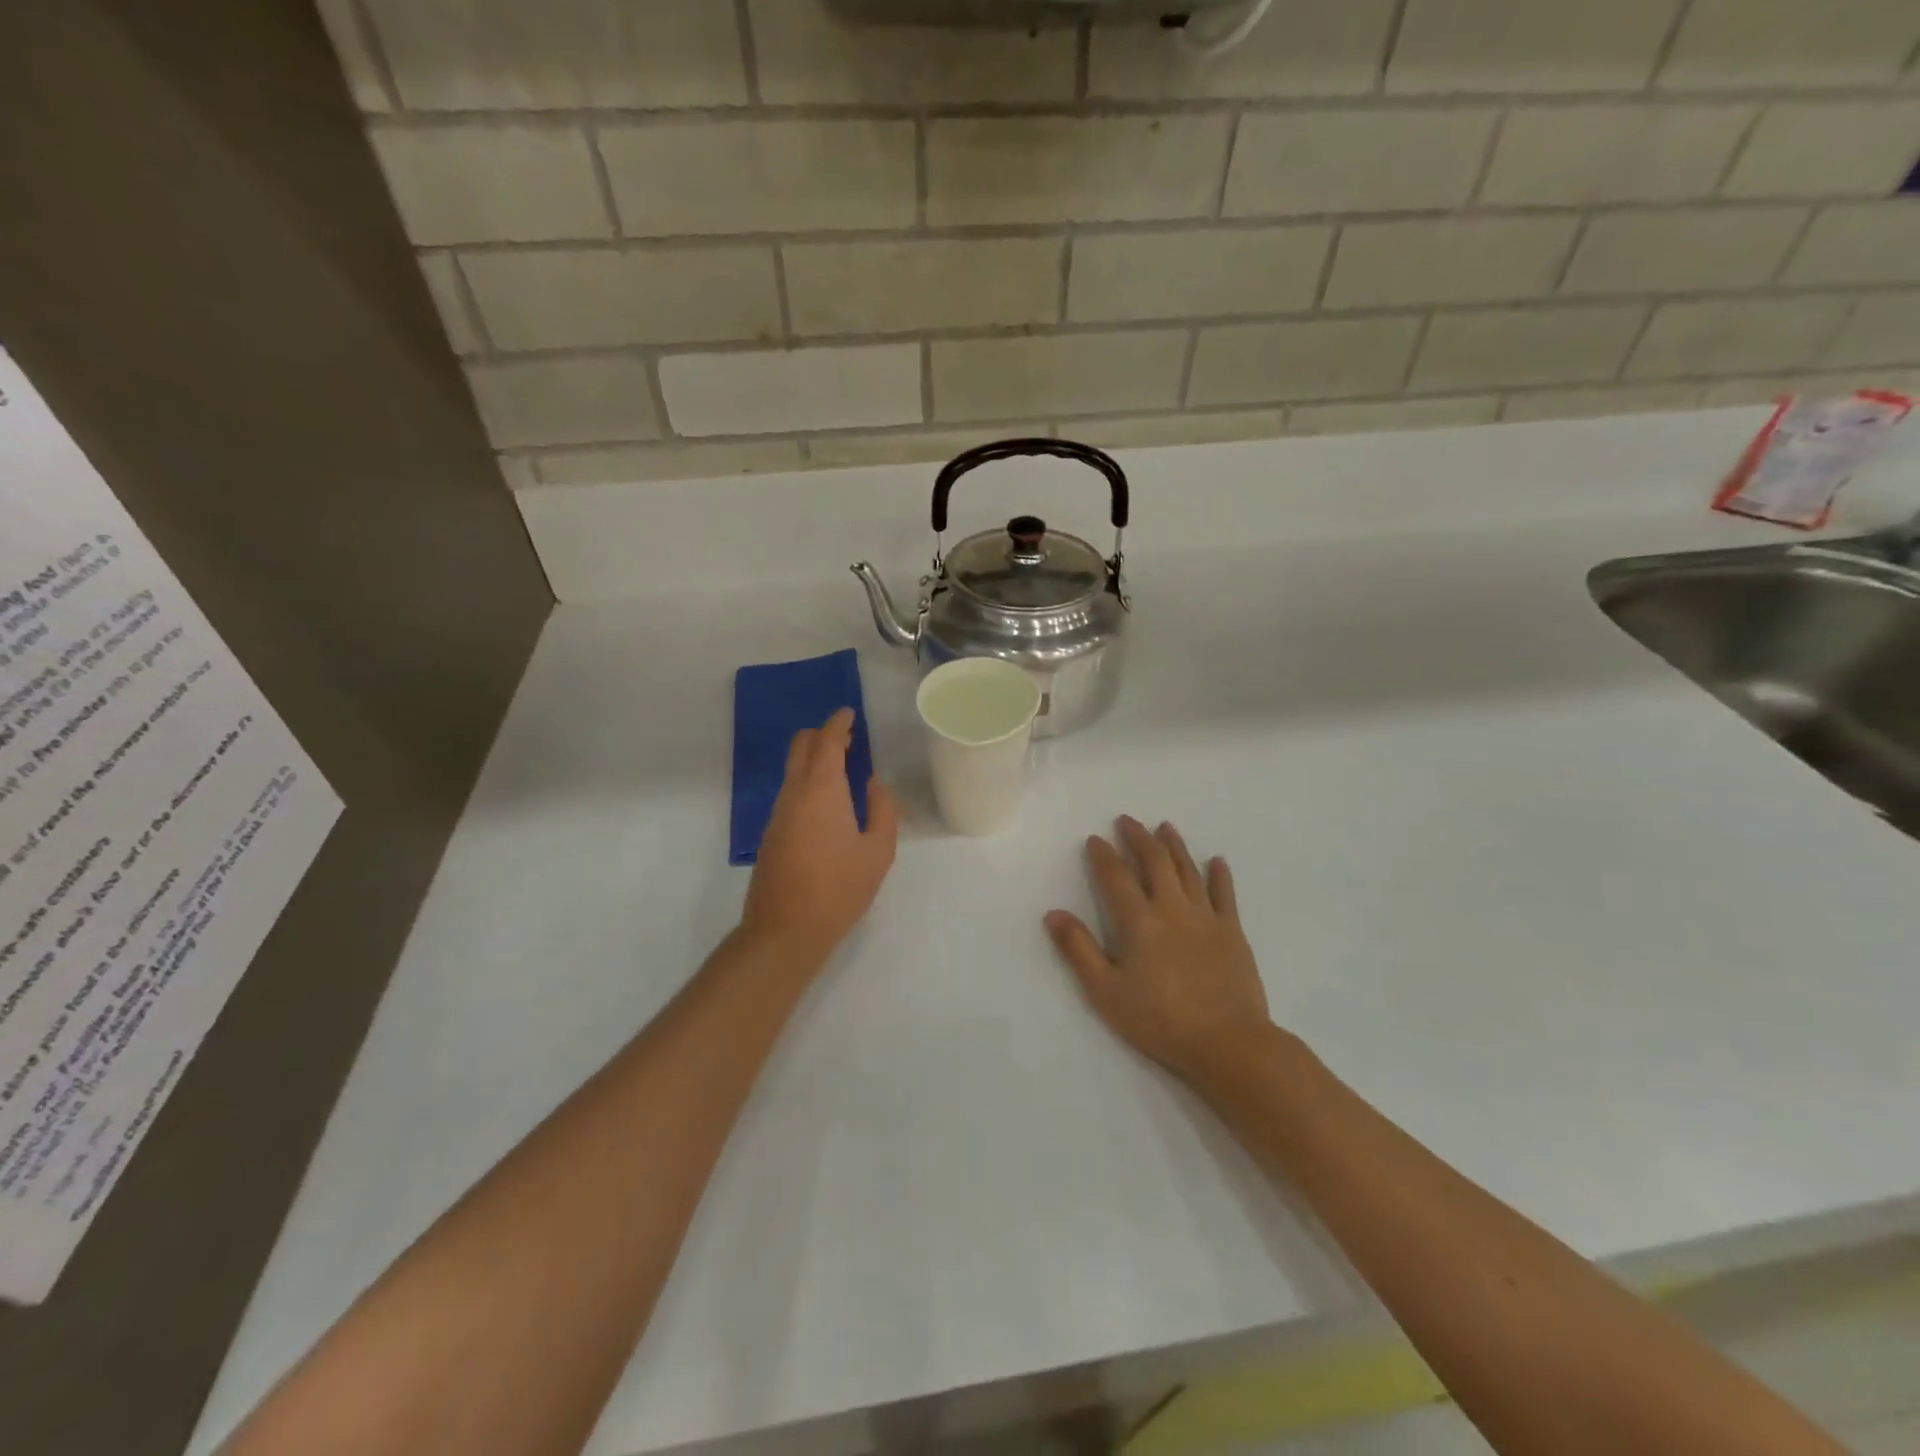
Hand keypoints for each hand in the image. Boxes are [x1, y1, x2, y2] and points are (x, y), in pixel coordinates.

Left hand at [743, 708, 899, 964]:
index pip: (826, 741)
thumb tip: (874, 784)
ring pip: (792, 770)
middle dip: (821, 735)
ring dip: (813, 760)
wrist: (786, 930)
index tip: (849, 713)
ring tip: (843, 771)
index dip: (838, 723)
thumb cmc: (839, 889)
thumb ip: (882, 809)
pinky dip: (807, 782)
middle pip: (800, 747)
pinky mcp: (770, 834)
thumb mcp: (878, 851)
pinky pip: (789, 793)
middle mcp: (793, 793)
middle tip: (848, 739)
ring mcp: (777, 814)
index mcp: (821, 790)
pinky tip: (827, 804)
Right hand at [1046, 817, 1272, 1088]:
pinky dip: (1219, 875)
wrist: (1227, 1042)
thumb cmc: (1160, 1020)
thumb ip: (1079, 950)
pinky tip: (1217, 861)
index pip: (1116, 877)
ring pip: (1188, 870)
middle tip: (1128, 821)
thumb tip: (1052, 914)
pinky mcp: (1232, 932)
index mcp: (1139, 922)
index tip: (1095, 839)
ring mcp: (1206, 917)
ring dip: (1175, 846)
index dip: (1104, 855)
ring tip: (1165, 827)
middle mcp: (1172, 908)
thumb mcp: (1106, 991)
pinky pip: (1225, 894)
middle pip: (1155, 862)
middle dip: (1139, 838)